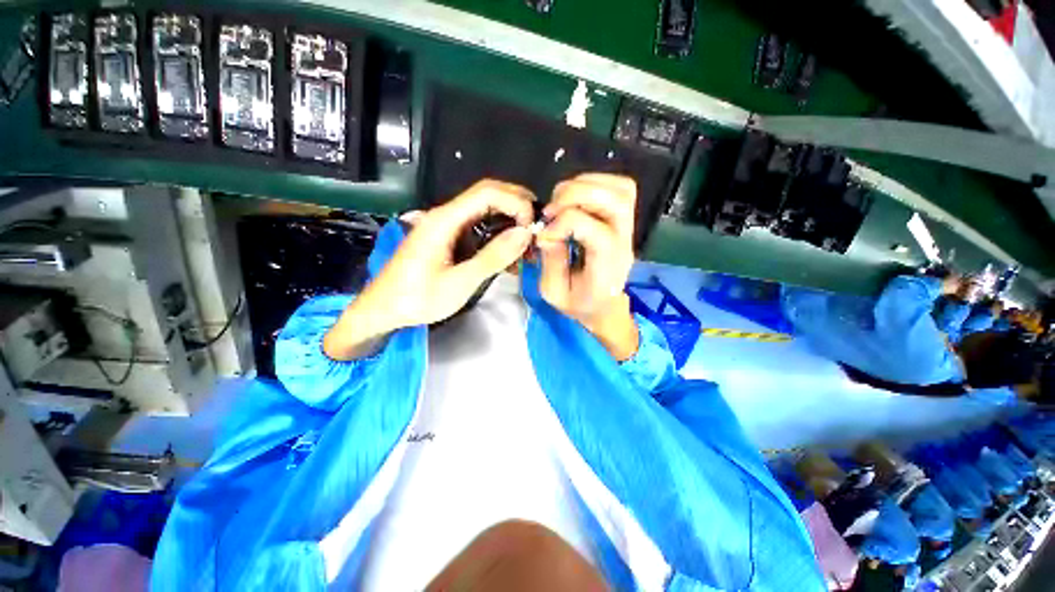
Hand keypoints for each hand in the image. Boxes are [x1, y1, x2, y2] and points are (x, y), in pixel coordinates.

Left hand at [324, 180, 534, 359]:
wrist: (384, 309)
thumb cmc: (418, 298)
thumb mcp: (460, 282)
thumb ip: (493, 257)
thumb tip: (525, 233)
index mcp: (445, 220)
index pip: (487, 192)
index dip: (516, 202)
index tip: (532, 226)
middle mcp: (447, 215)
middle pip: (488, 196)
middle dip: (517, 208)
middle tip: (538, 230)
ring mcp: (448, 226)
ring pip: (486, 212)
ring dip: (510, 223)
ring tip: (528, 246)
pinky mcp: (450, 239)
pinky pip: (480, 229)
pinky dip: (499, 238)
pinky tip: (510, 257)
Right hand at [536, 174, 639, 360]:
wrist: (605, 306)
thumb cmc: (580, 303)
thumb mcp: (555, 292)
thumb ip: (550, 262)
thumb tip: (544, 232)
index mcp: (607, 267)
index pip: (597, 232)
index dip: (564, 224)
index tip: (543, 236)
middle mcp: (624, 242)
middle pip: (617, 201)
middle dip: (576, 196)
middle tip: (551, 210)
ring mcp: (628, 228)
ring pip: (621, 189)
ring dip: (585, 185)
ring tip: (560, 201)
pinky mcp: (624, 219)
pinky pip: (619, 187)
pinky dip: (593, 183)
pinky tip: (574, 198)